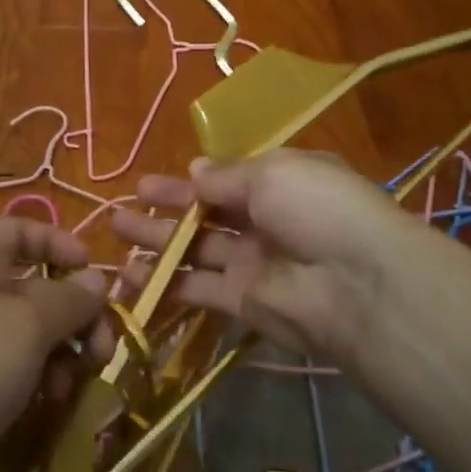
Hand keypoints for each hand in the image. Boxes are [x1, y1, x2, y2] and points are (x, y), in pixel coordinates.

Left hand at [0, 216, 107, 471]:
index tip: (90, 269)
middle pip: (37, 290)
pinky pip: (20, 375)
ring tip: (73, 385)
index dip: (55, 240)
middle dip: (77, 315)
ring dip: (65, 356)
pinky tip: (53, 406)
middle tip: (103, 349)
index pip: (16, 230)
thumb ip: (70, 300)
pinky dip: (42, 384)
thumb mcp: (28, 325)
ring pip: (34, 338)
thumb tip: (98, 280)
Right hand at [109, 150, 419, 366]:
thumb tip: (194, 169)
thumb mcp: (273, 173)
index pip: (227, 181)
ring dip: (157, 243)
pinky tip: (129, 276)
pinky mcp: (241, 302)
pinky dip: (165, 283)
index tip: (151, 183)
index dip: (189, 182)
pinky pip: (196, 288)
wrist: (354, 283)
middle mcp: (265, 222)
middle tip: (123, 207)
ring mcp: (252, 264)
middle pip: (206, 215)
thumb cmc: (317, 208)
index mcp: (280, 184)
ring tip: (116, 234)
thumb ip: (226, 176)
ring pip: (195, 252)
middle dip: (166, 209)